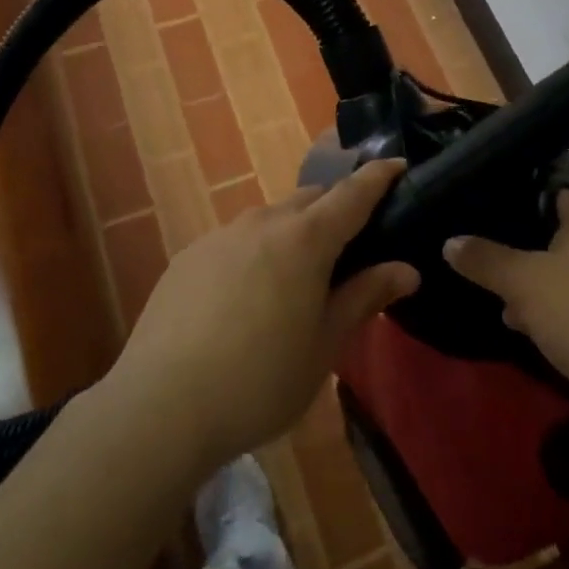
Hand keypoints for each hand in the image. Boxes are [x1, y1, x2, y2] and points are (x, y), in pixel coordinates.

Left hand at [106, 160, 418, 471]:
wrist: (162, 404)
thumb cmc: (261, 380)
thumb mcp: (325, 345)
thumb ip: (364, 297)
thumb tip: (406, 269)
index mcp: (305, 239)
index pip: (352, 194)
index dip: (378, 177)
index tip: (398, 164)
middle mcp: (263, 222)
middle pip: (310, 199)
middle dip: (335, 208)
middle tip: (351, 243)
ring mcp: (221, 235)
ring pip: (270, 218)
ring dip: (293, 232)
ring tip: (297, 277)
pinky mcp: (190, 255)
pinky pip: (236, 240)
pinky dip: (256, 252)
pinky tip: (246, 296)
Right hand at [444, 191, 568, 401]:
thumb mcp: (522, 283)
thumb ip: (484, 259)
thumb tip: (449, 242)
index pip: (545, 196)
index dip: (512, 214)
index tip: (481, 233)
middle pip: (555, 237)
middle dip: (523, 260)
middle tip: (490, 276)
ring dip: (542, 291)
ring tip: (509, 311)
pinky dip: (566, 314)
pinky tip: (539, 334)